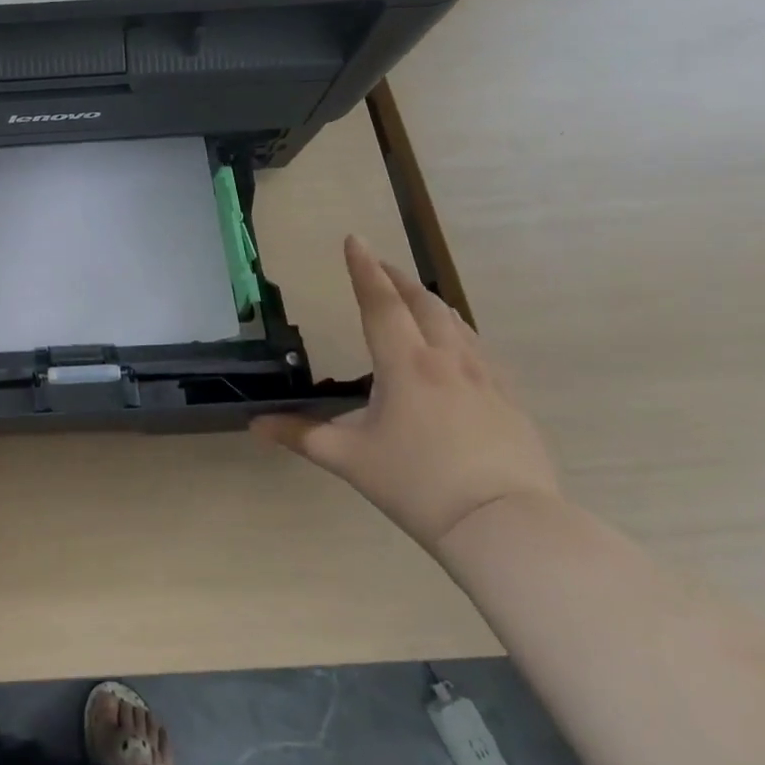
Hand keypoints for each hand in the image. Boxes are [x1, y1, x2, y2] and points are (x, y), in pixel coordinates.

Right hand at [252, 235, 559, 555]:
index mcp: (405, 365)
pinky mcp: (510, 401)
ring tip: (412, 296)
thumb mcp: (350, 459)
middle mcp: (446, 359)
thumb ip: (301, 436)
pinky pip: (479, 349)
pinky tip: (455, 347)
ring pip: (455, 322)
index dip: (363, 269)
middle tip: (377, 264)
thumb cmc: (418, 485)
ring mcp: (486, 378)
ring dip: (428, 301)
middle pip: (422, 303)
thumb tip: (255, 425)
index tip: (354, 239)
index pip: (380, 303)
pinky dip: (456, 331)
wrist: (506, 526)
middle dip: (396, 278)